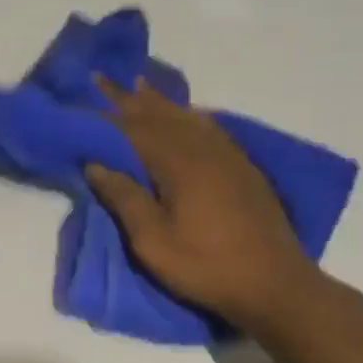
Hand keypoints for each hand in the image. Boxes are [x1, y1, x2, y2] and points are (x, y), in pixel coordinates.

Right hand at [86, 79, 324, 333]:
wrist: (274, 284)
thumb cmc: (205, 266)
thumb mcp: (153, 242)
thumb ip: (126, 199)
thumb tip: (96, 164)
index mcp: (180, 165)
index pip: (137, 129)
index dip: (111, 112)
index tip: (88, 92)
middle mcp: (205, 151)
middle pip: (163, 116)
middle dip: (132, 98)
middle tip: (107, 78)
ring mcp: (229, 158)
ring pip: (189, 118)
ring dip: (161, 102)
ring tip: (140, 86)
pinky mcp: (244, 170)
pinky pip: (211, 129)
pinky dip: (190, 116)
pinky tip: (187, 115)